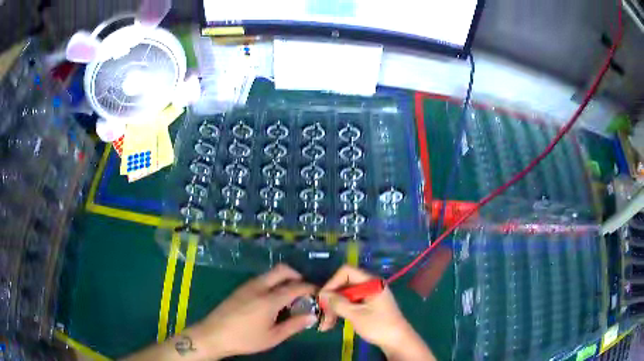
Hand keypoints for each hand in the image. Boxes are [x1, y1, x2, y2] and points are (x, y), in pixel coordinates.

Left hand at [188, 264, 317, 359]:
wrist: (213, 335)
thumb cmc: (245, 339)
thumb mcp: (273, 337)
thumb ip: (294, 325)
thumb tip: (312, 316)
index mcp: (269, 299)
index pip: (296, 286)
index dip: (310, 288)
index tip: (318, 293)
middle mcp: (259, 286)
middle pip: (283, 270)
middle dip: (297, 276)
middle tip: (304, 291)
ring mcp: (248, 285)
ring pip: (271, 273)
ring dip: (284, 279)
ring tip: (289, 298)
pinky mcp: (240, 289)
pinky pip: (262, 279)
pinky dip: (273, 283)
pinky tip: (272, 301)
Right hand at [318, 265, 434, 360]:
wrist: (397, 341)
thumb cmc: (379, 326)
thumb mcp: (356, 315)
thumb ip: (338, 303)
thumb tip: (322, 294)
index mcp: (371, 282)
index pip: (346, 272)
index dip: (332, 283)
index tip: (322, 298)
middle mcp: (370, 285)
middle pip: (344, 285)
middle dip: (331, 300)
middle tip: (321, 315)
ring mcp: (369, 296)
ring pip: (345, 296)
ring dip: (334, 309)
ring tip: (325, 325)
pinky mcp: (368, 306)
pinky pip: (351, 304)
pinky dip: (341, 312)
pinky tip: (332, 324)